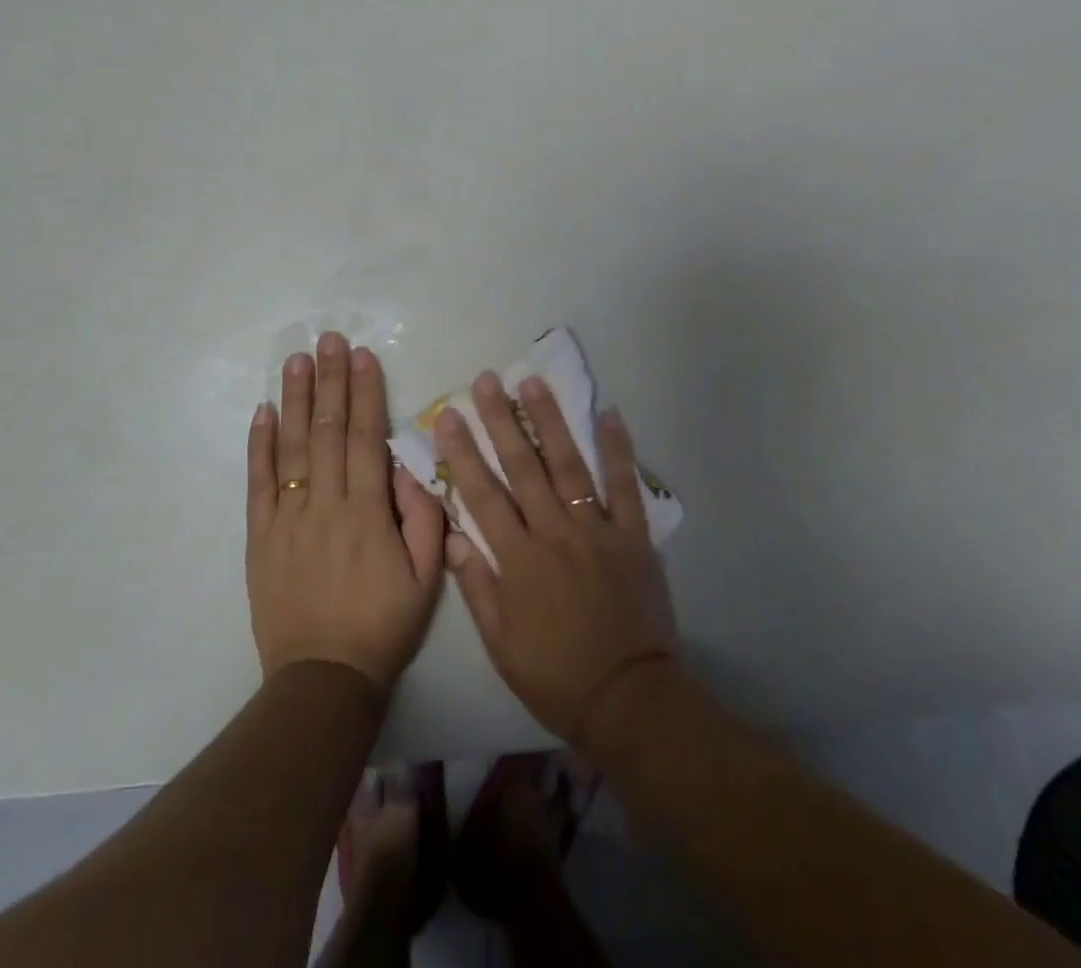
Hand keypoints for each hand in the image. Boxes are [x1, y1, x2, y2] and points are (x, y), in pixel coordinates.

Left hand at [246, 333, 443, 692]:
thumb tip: (407, 467)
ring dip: (294, 400)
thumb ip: (424, 516)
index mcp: (368, 512)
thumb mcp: (427, 576)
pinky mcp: (260, 537)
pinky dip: (259, 445)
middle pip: (327, 431)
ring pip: (291, 448)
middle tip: (329, 339)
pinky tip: (263, 412)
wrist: (323, 678)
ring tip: (296, 360)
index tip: (363, 356)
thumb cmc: (384, 624)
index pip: (365, 437)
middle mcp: (325, 504)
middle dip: (330, 381)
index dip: (365, 393)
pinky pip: (258, 484)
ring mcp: (288, 518)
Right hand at [437, 371, 678, 743]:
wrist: (627, 698)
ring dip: (550, 421)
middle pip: (523, 467)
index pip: (482, 495)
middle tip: (487, 381)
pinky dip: (618, 449)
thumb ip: (477, 586)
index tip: (448, 416)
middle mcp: (554, 533)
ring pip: (569, 465)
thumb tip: (455, 536)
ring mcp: (596, 530)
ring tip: (533, 383)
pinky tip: (609, 414)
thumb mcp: (501, 644)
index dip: (463, 453)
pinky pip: (626, 486)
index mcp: (518, 559)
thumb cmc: (556, 675)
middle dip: (501, 421)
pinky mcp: (633, 536)